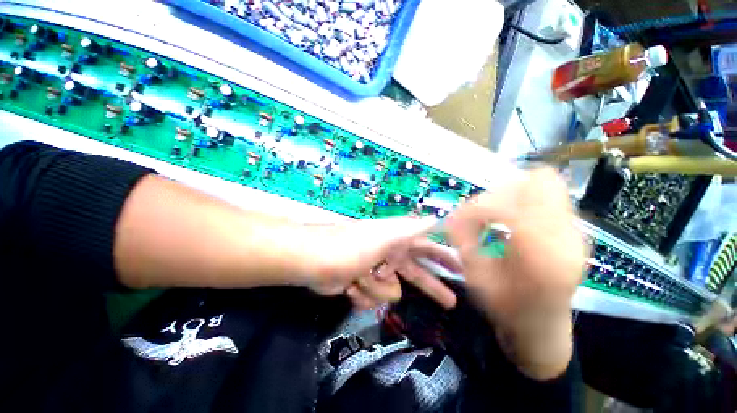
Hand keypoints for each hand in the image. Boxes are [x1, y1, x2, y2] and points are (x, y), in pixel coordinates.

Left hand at [299, 218, 460, 310]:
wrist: (314, 261)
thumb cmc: (351, 247)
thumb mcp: (384, 236)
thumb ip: (411, 229)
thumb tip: (437, 215)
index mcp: (396, 242)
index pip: (427, 248)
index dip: (443, 257)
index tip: (461, 269)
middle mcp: (388, 256)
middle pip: (416, 274)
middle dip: (431, 287)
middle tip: (451, 303)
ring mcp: (374, 273)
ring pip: (389, 293)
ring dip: (374, 288)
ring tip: (360, 278)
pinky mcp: (360, 286)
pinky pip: (372, 300)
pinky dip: (361, 295)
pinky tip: (350, 285)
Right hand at [445, 168, 586, 379]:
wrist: (543, 325)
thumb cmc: (508, 306)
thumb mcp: (477, 277)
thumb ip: (463, 241)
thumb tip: (450, 216)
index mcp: (541, 255)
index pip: (507, 206)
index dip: (476, 207)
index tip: (459, 218)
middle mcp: (566, 236)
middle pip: (536, 182)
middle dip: (498, 192)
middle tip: (480, 212)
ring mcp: (576, 230)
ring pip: (546, 183)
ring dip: (513, 191)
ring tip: (495, 212)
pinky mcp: (575, 228)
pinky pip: (550, 194)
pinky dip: (524, 197)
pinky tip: (512, 217)